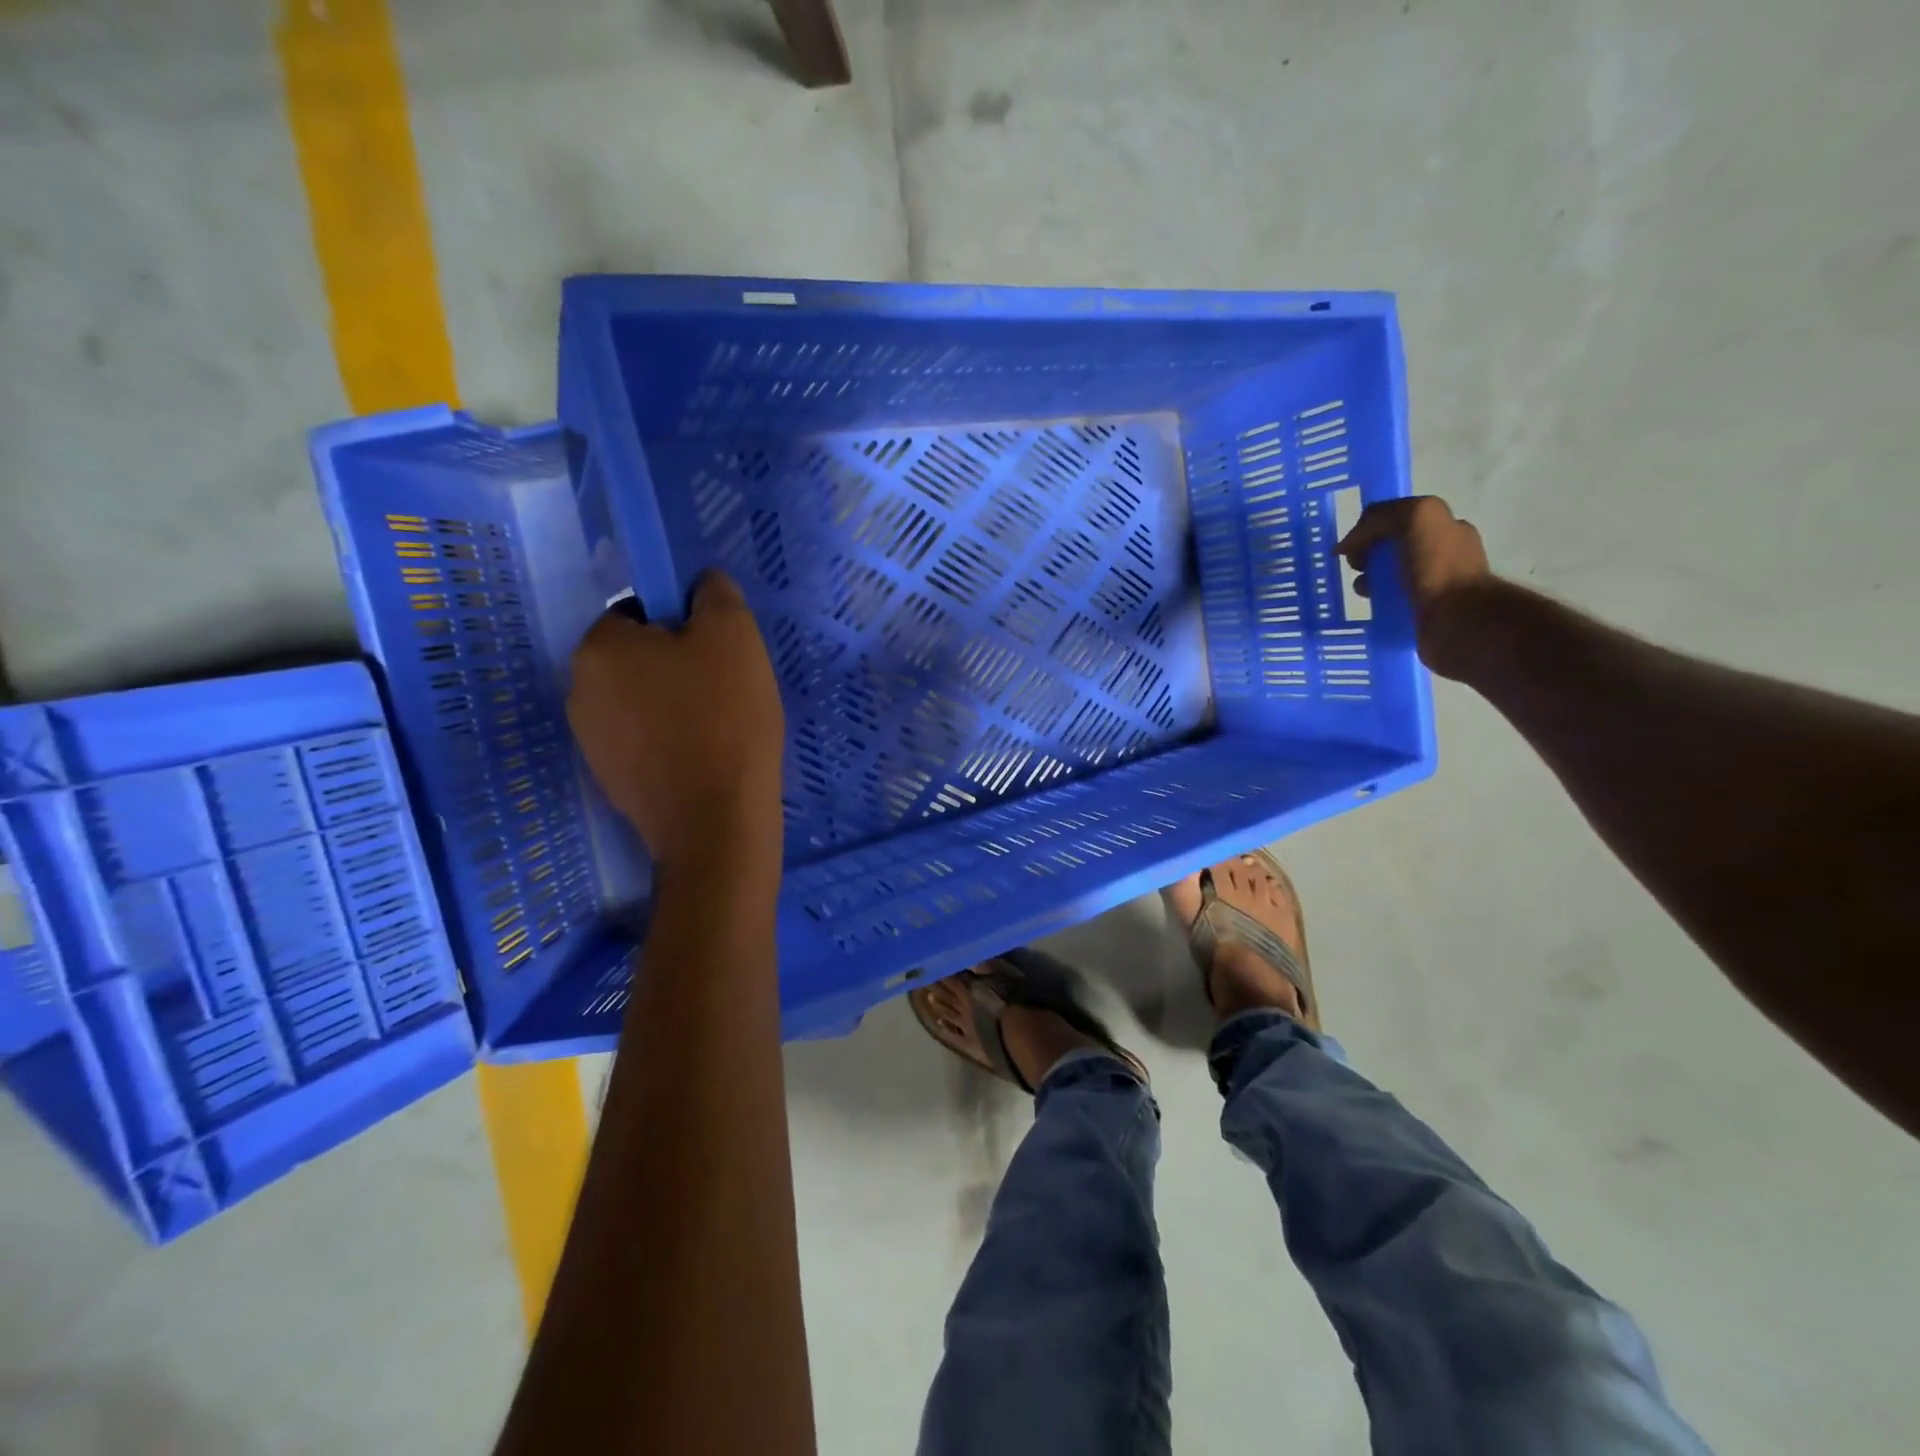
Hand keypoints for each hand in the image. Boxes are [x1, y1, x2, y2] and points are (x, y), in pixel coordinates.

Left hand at [567, 573, 785, 875]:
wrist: (715, 821)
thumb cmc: (724, 719)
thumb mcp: (734, 636)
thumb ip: (715, 593)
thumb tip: (701, 584)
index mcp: (600, 648)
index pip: (638, 612)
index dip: (683, 624)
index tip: (718, 653)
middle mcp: (579, 689)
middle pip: (637, 658)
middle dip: (677, 665)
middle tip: (725, 688)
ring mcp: (590, 740)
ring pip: (640, 701)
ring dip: (673, 704)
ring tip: (719, 726)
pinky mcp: (609, 779)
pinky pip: (642, 739)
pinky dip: (669, 740)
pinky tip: (704, 756)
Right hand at [1337, 495, 1495, 679]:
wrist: (1457, 621)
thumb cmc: (1439, 566)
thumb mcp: (1416, 517)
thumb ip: (1382, 517)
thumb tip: (1349, 544)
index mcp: (1446, 529)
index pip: (1399, 520)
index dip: (1372, 528)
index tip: (1354, 546)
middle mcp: (1442, 555)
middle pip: (1390, 549)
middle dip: (1367, 556)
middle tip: (1358, 569)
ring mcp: (1432, 587)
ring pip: (1387, 578)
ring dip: (1368, 582)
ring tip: (1363, 592)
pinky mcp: (1421, 614)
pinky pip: (1389, 603)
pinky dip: (1376, 604)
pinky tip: (1371, 608)